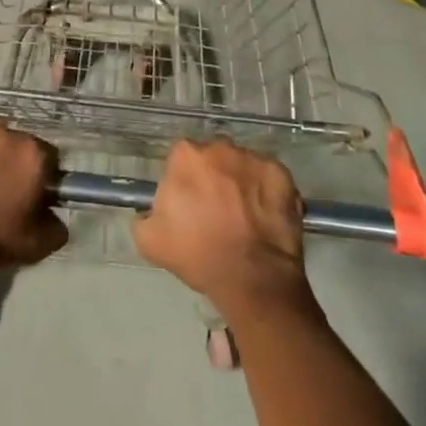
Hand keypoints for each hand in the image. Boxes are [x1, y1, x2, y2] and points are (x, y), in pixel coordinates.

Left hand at [0, 123, 67, 283]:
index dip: (42, 178)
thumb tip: (56, 216)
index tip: (31, 196)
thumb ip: (57, 227)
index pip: (50, 158)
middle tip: (1, 192)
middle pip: (20, 146)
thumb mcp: (34, 247)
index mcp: (34, 155)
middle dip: (14, 164)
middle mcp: (8, 132)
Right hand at [133, 139, 312, 318]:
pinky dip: (267, 192)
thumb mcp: (150, 241)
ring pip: (242, 165)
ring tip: (244, 216)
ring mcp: (253, 158)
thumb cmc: (198, 255)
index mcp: (186, 156)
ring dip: (240, 182)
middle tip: (217, 210)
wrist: (252, 278)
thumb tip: (152, 209)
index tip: (190, 204)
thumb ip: (144, 216)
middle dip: (214, 177)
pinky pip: (269, 177)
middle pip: (213, 157)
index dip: (186, 181)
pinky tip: (264, 217)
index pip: (182, 159)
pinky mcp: (281, 173)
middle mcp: (219, 147)